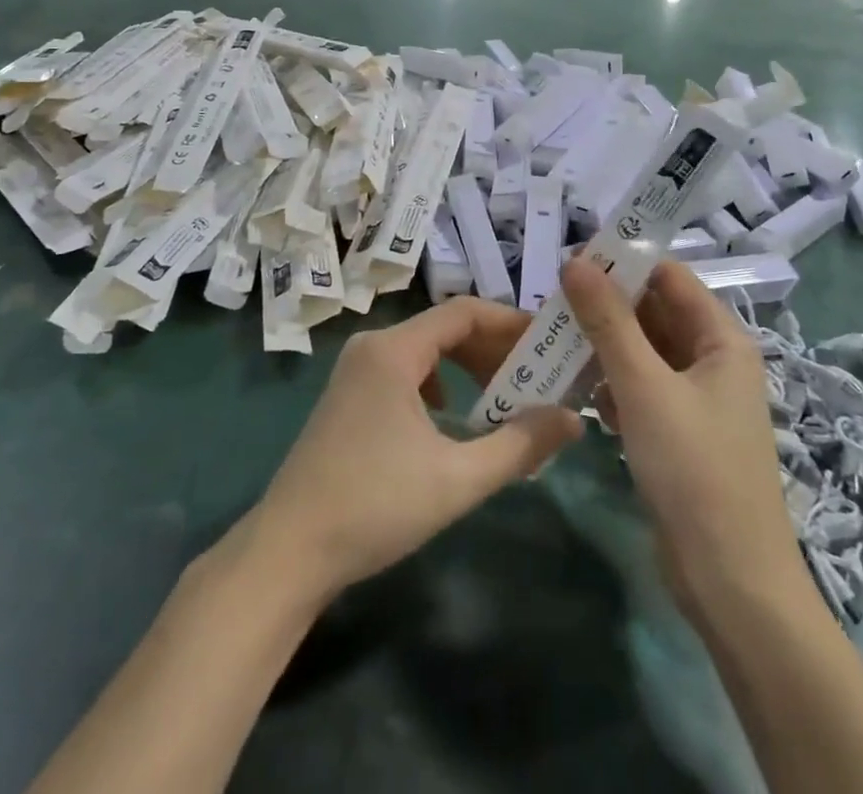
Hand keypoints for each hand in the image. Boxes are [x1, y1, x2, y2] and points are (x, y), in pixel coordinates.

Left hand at [253, 299, 582, 601]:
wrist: (288, 551)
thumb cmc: (375, 506)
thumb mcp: (458, 479)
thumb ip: (520, 445)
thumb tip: (574, 420)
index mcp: (393, 350)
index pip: (464, 311)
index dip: (510, 322)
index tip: (548, 343)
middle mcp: (372, 346)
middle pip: (445, 328)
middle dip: (493, 348)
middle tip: (536, 375)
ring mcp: (355, 370)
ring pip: (425, 350)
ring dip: (467, 366)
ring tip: (504, 396)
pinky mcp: (348, 395)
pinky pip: (405, 370)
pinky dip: (439, 382)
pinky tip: (451, 417)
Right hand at [562, 258, 804, 617]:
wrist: (731, 583)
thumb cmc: (694, 469)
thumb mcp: (644, 386)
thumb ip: (608, 321)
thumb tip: (575, 263)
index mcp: (721, 339)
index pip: (668, 277)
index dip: (622, 264)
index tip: (570, 264)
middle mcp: (712, 360)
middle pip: (653, 314)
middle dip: (605, 308)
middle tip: (551, 305)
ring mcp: (696, 399)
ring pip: (642, 353)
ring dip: (603, 348)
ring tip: (555, 345)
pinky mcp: (678, 432)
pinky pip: (640, 389)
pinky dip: (611, 386)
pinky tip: (579, 396)